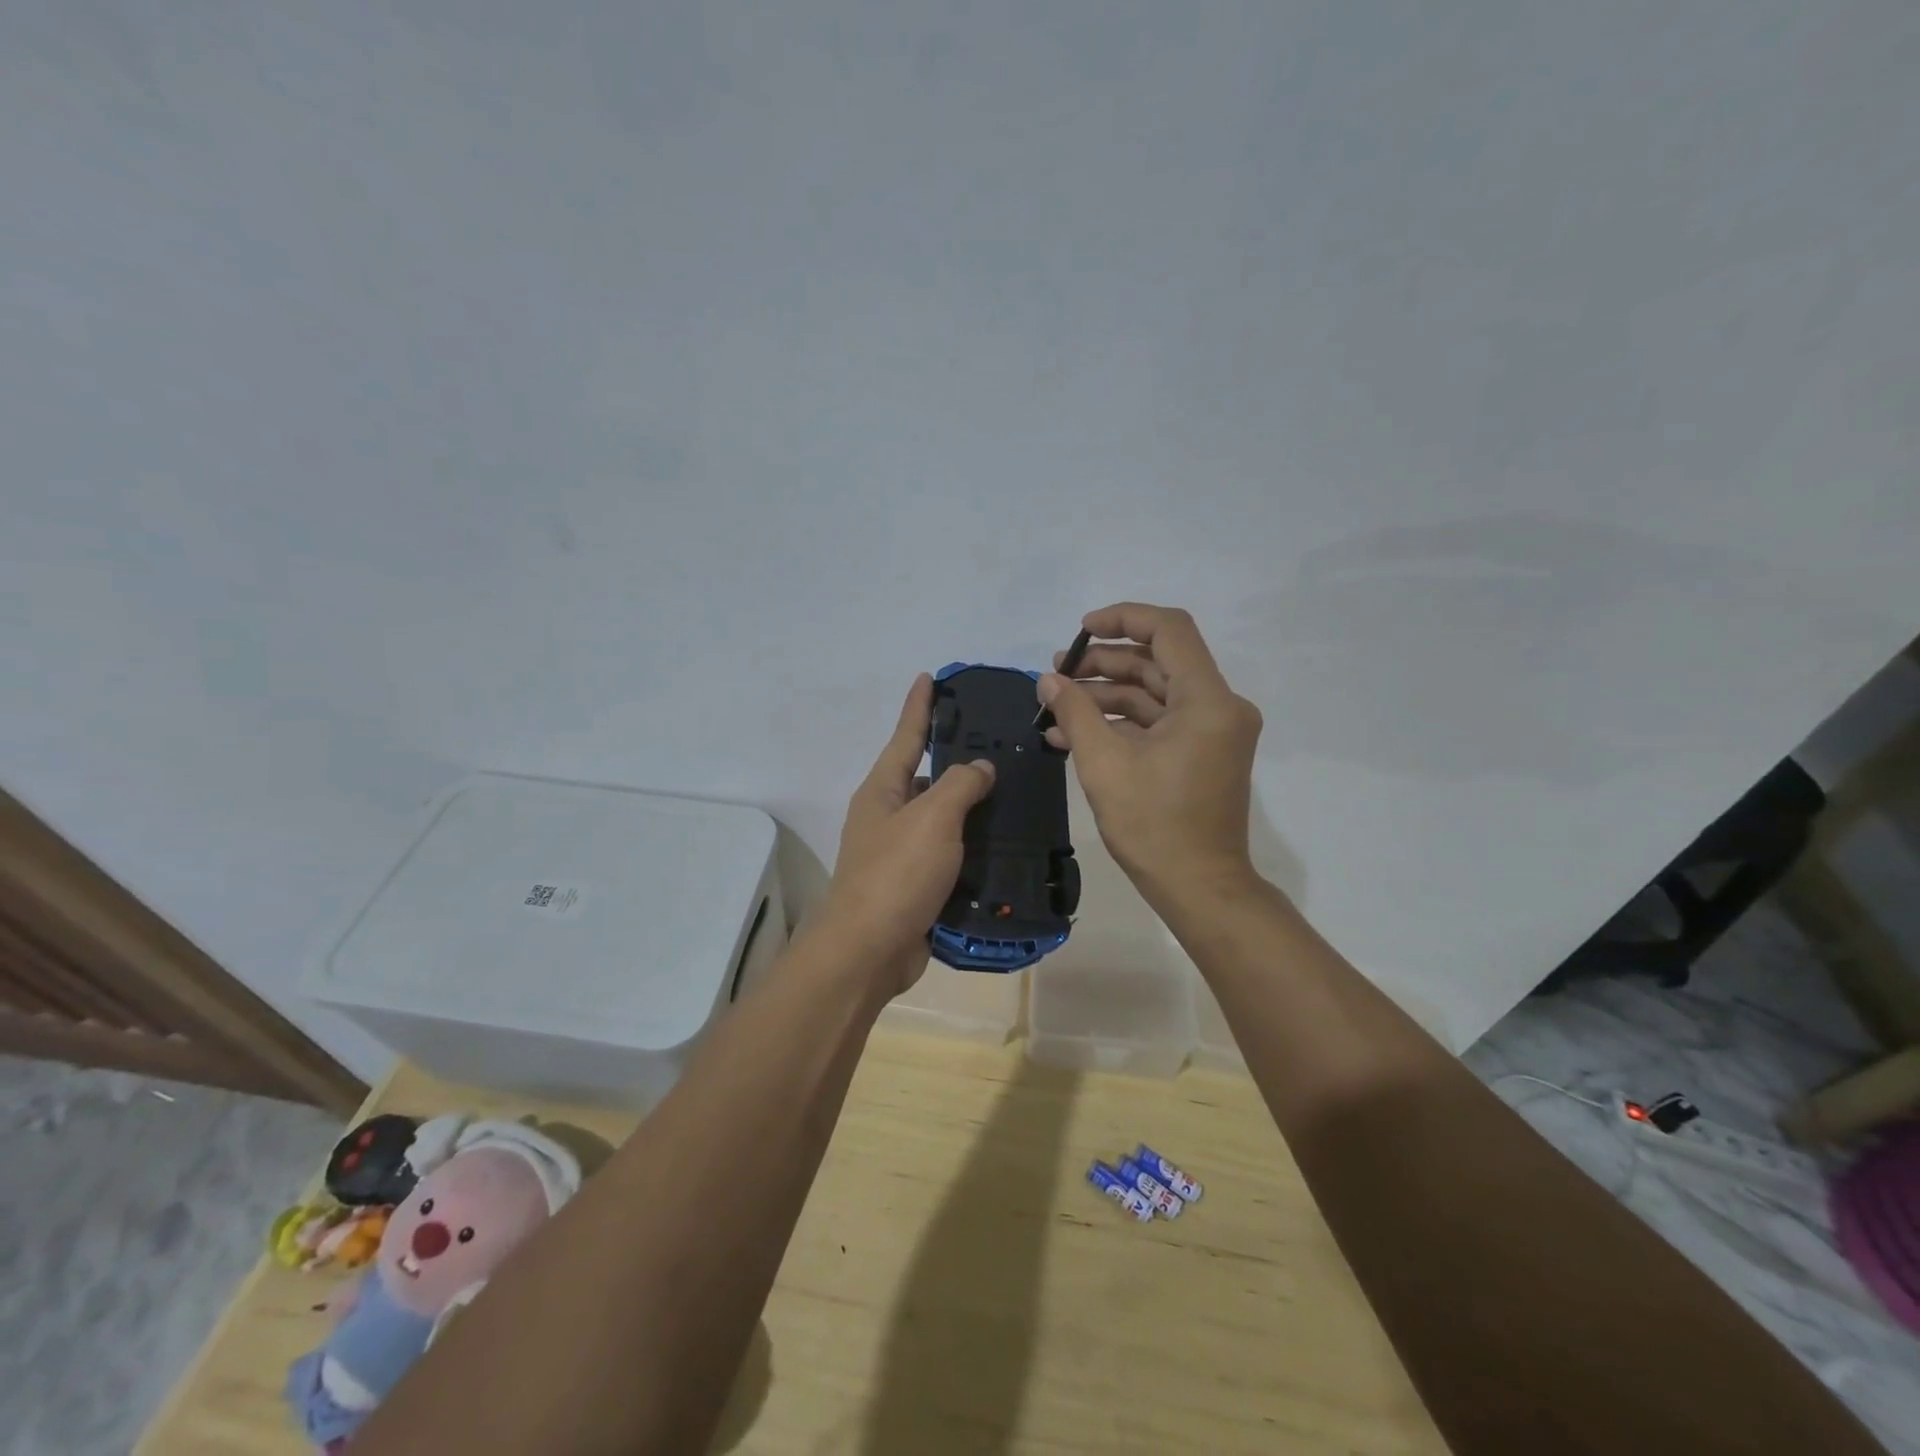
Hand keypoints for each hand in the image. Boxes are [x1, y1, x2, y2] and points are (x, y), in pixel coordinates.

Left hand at [816, 674, 996, 994]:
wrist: (869, 952)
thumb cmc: (896, 875)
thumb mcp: (932, 819)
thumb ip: (960, 785)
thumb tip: (979, 767)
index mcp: (883, 791)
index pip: (906, 736)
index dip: (919, 706)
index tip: (930, 677)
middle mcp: (888, 816)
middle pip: (927, 778)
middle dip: (958, 761)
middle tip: (1001, 746)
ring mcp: (900, 853)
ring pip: (943, 820)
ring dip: (972, 809)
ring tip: (1016, 794)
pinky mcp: (916, 886)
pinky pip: (950, 856)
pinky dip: (974, 849)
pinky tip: (1006, 845)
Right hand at [1037, 603, 1263, 913]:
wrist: (1198, 887)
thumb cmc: (1153, 826)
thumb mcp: (1104, 763)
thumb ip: (1075, 711)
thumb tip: (1049, 679)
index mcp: (1207, 701)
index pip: (1169, 630)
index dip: (1123, 619)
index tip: (1080, 631)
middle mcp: (1219, 707)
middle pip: (1157, 662)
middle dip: (1103, 663)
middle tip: (1056, 674)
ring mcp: (1212, 731)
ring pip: (1154, 693)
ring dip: (1105, 695)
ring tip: (1055, 705)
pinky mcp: (1201, 752)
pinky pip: (1158, 722)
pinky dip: (1120, 723)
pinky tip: (1073, 734)